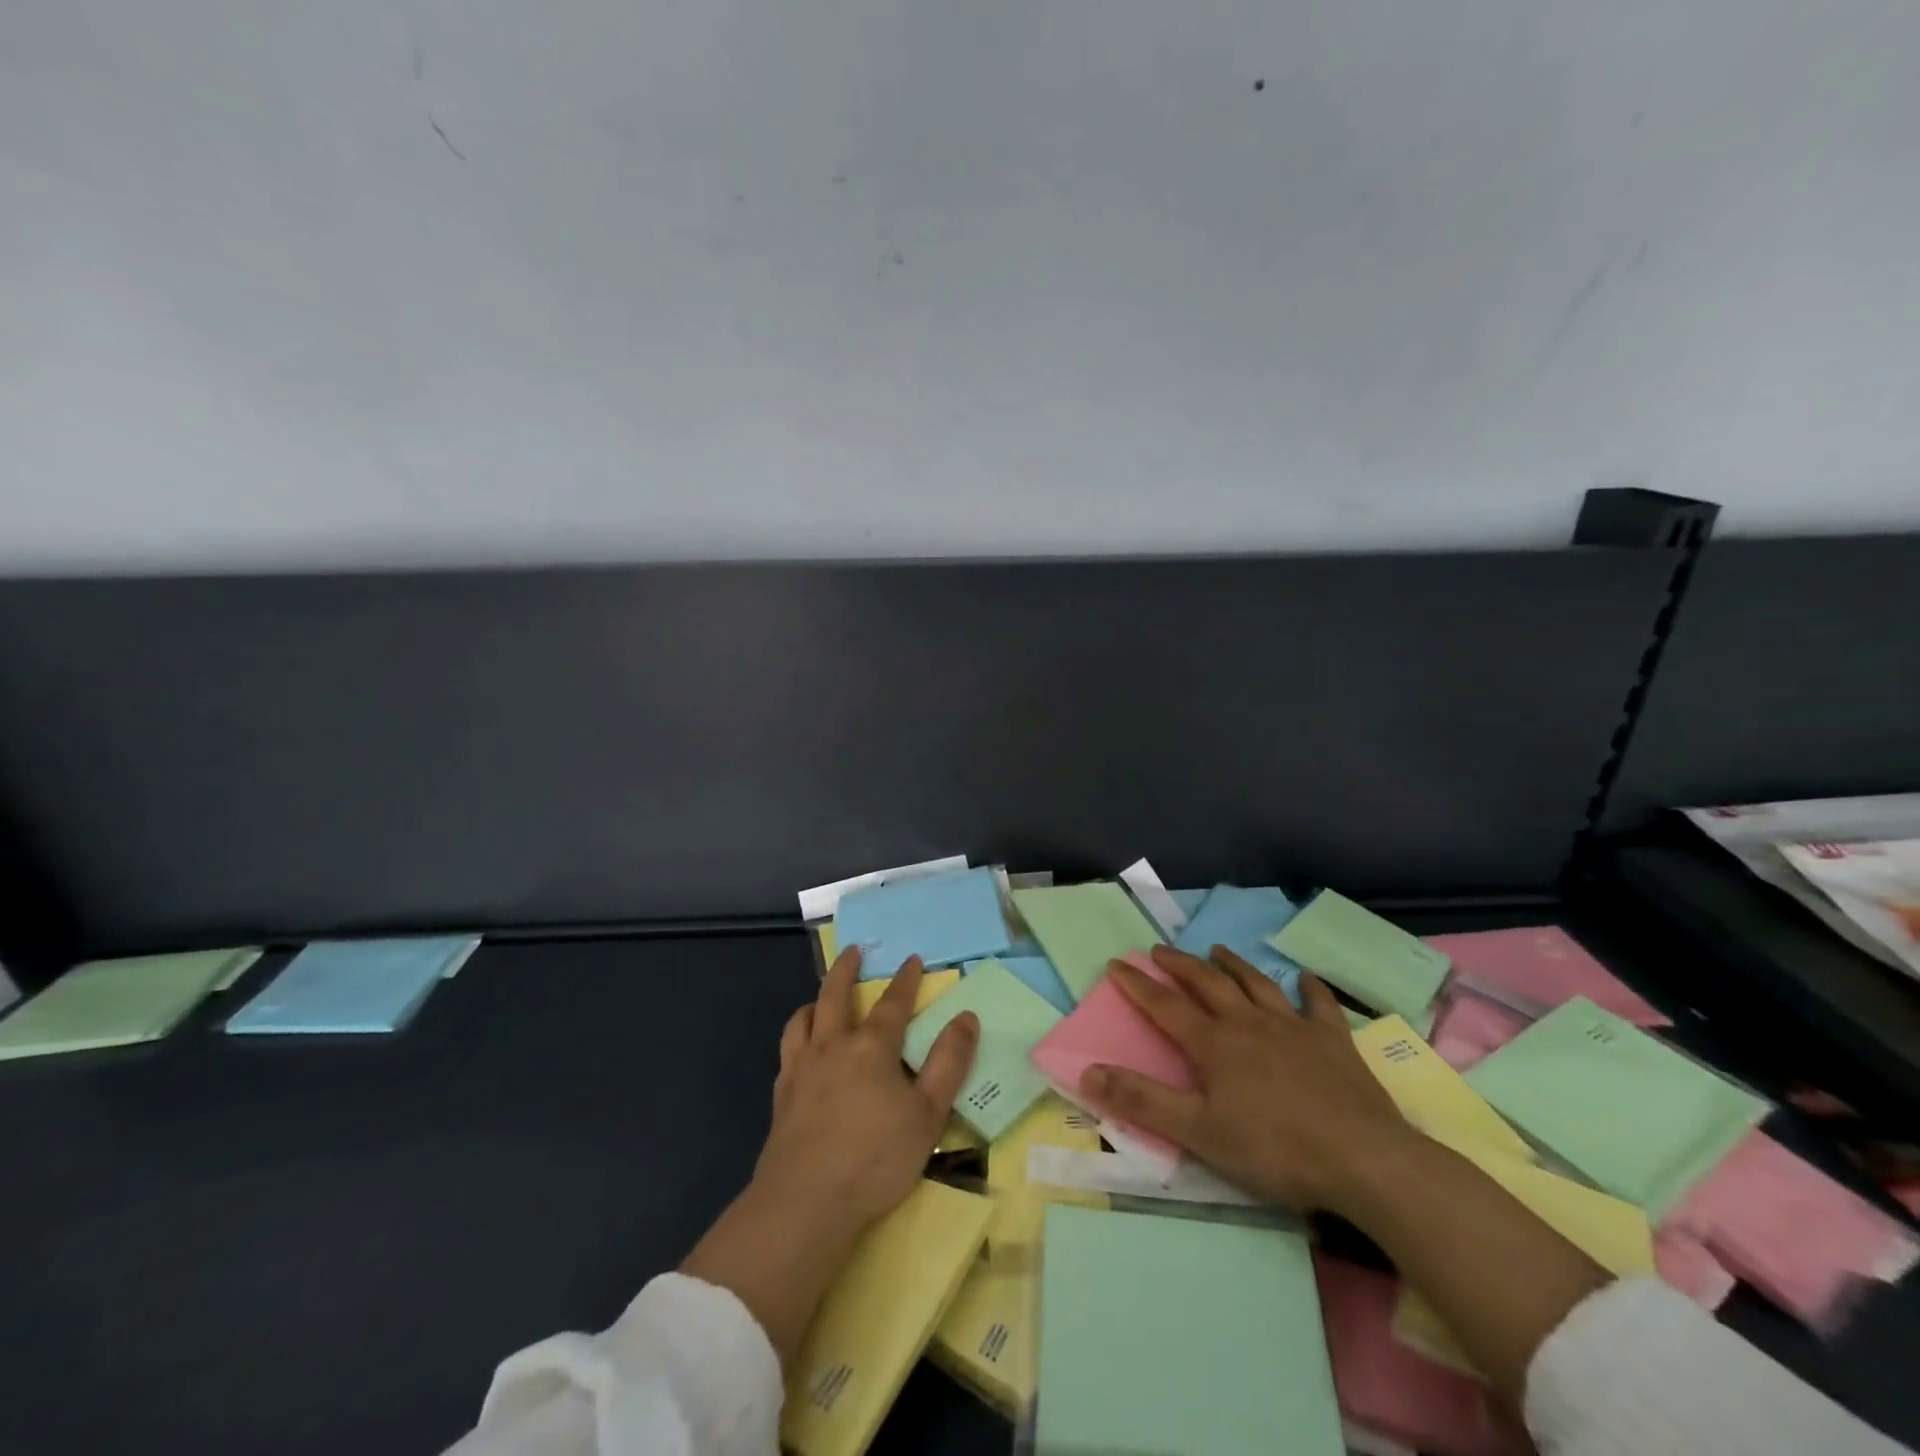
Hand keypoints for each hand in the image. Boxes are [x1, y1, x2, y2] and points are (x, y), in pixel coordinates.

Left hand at [753, 947, 978, 1228]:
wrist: (805, 1202)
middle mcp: (832, 1046)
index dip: (905, 980)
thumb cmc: (876, 1157)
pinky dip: (797, 1036)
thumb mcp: (928, 1113)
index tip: (912, 959)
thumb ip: (949, 1062)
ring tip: (820, 997)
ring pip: (803, 1018)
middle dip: (847, 969)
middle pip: (835, 995)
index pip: (893, 1003)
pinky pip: (787, 1050)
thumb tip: (966, 1016)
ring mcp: (801, 1068)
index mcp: (871, 1047)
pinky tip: (801, 1049)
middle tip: (854, 951)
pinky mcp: (781, 1095)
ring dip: (815, 1000)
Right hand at [1080, 944, 1413, 1213]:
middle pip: (1207, 983)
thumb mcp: (1198, 1132)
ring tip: (1217, 949)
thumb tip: (1087, 1073)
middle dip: (1180, 965)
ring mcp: (1294, 1027)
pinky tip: (1304, 978)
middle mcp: (1249, 1023)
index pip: (1165, 1005)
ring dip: (1233, 964)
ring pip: (1256, 984)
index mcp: (1214, 1044)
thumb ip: (1142, 1101)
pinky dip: (1309, 988)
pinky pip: (1318, 1004)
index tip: (1117, 963)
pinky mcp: (1334, 1040)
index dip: (1138, 984)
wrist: (1364, 1159)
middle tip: (1160, 950)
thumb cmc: (1275, 1149)